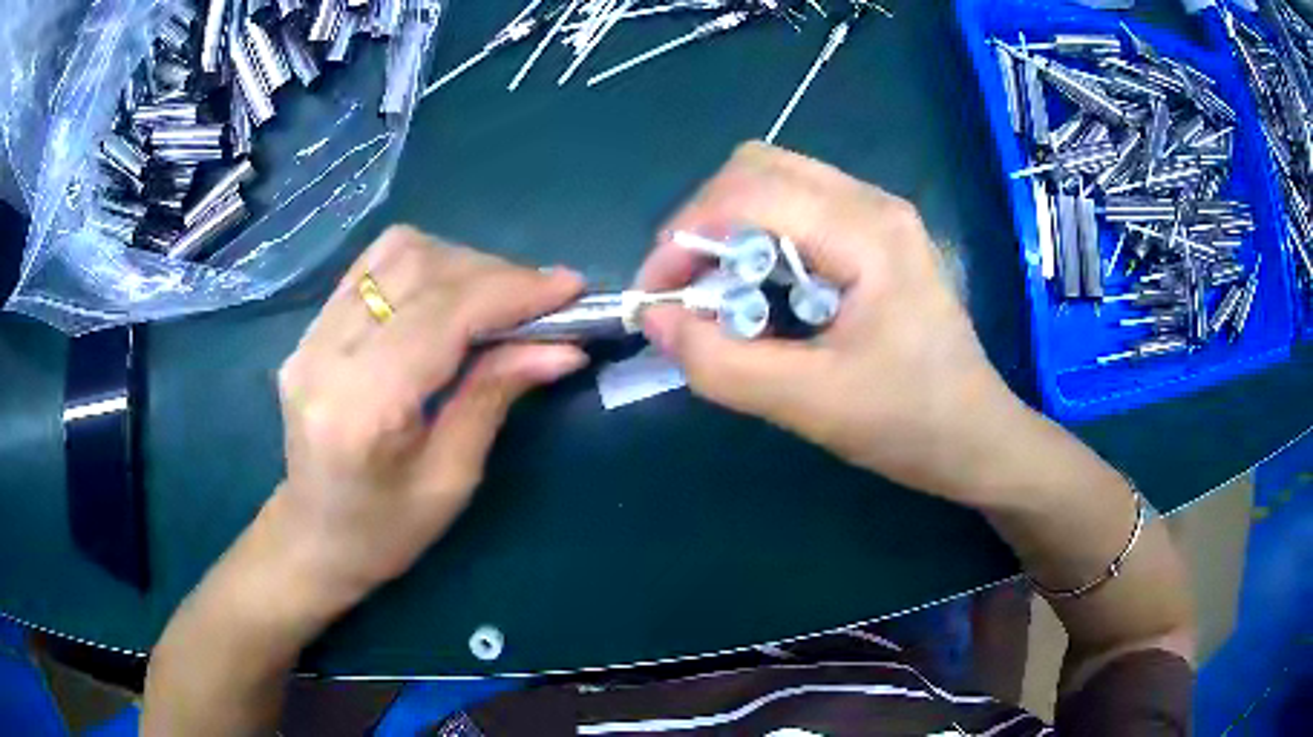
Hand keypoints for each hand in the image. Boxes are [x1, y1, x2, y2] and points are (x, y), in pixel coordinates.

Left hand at [267, 226, 586, 615]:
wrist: (314, 538)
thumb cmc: (386, 531)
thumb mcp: (452, 479)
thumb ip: (496, 396)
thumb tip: (563, 347)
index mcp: (360, 407)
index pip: (441, 315)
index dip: (511, 291)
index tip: (570, 289)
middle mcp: (325, 354)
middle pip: (419, 269)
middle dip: (494, 274)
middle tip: (543, 300)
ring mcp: (310, 334)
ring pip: (396, 252)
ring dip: (461, 263)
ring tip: (498, 298)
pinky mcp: (311, 328)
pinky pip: (375, 266)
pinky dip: (426, 267)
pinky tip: (451, 295)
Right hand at [638, 142, 1032, 505]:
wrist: (977, 437)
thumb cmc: (909, 423)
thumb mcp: (811, 404)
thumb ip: (723, 364)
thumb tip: (656, 320)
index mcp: (867, 232)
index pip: (750, 193)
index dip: (684, 236)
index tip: (655, 296)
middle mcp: (872, 203)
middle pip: (757, 169)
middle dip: (703, 222)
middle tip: (685, 289)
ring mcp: (878, 213)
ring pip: (775, 180)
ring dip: (729, 226)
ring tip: (717, 290)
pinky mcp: (876, 233)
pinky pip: (798, 206)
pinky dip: (758, 235)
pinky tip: (759, 286)